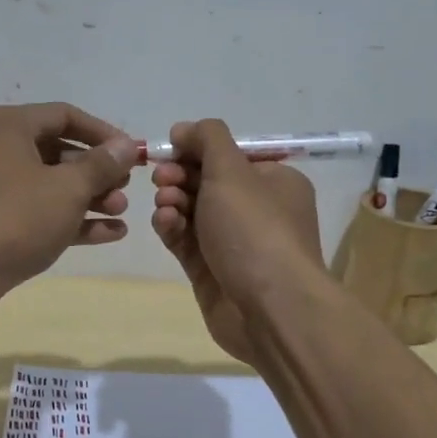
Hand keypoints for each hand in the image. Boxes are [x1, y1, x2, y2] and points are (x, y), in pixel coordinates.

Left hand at [0, 103, 138, 294]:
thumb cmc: (15, 218)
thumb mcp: (68, 189)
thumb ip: (102, 164)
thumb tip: (127, 146)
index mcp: (5, 125)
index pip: (64, 115)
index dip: (104, 134)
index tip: (133, 155)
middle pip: (55, 150)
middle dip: (96, 172)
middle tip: (125, 190)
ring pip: (45, 183)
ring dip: (86, 197)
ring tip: (120, 214)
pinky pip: (32, 208)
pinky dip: (65, 217)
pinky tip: (107, 234)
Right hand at [149, 119, 325, 363]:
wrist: (269, 308)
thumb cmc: (255, 229)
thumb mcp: (232, 170)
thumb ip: (207, 139)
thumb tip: (184, 129)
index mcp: (274, 181)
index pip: (229, 155)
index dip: (197, 149)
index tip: (170, 149)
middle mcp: (256, 210)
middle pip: (207, 181)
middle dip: (180, 175)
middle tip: (162, 179)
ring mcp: (233, 242)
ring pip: (192, 211)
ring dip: (173, 201)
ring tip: (164, 204)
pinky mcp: (211, 270)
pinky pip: (185, 240)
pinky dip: (172, 228)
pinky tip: (164, 223)